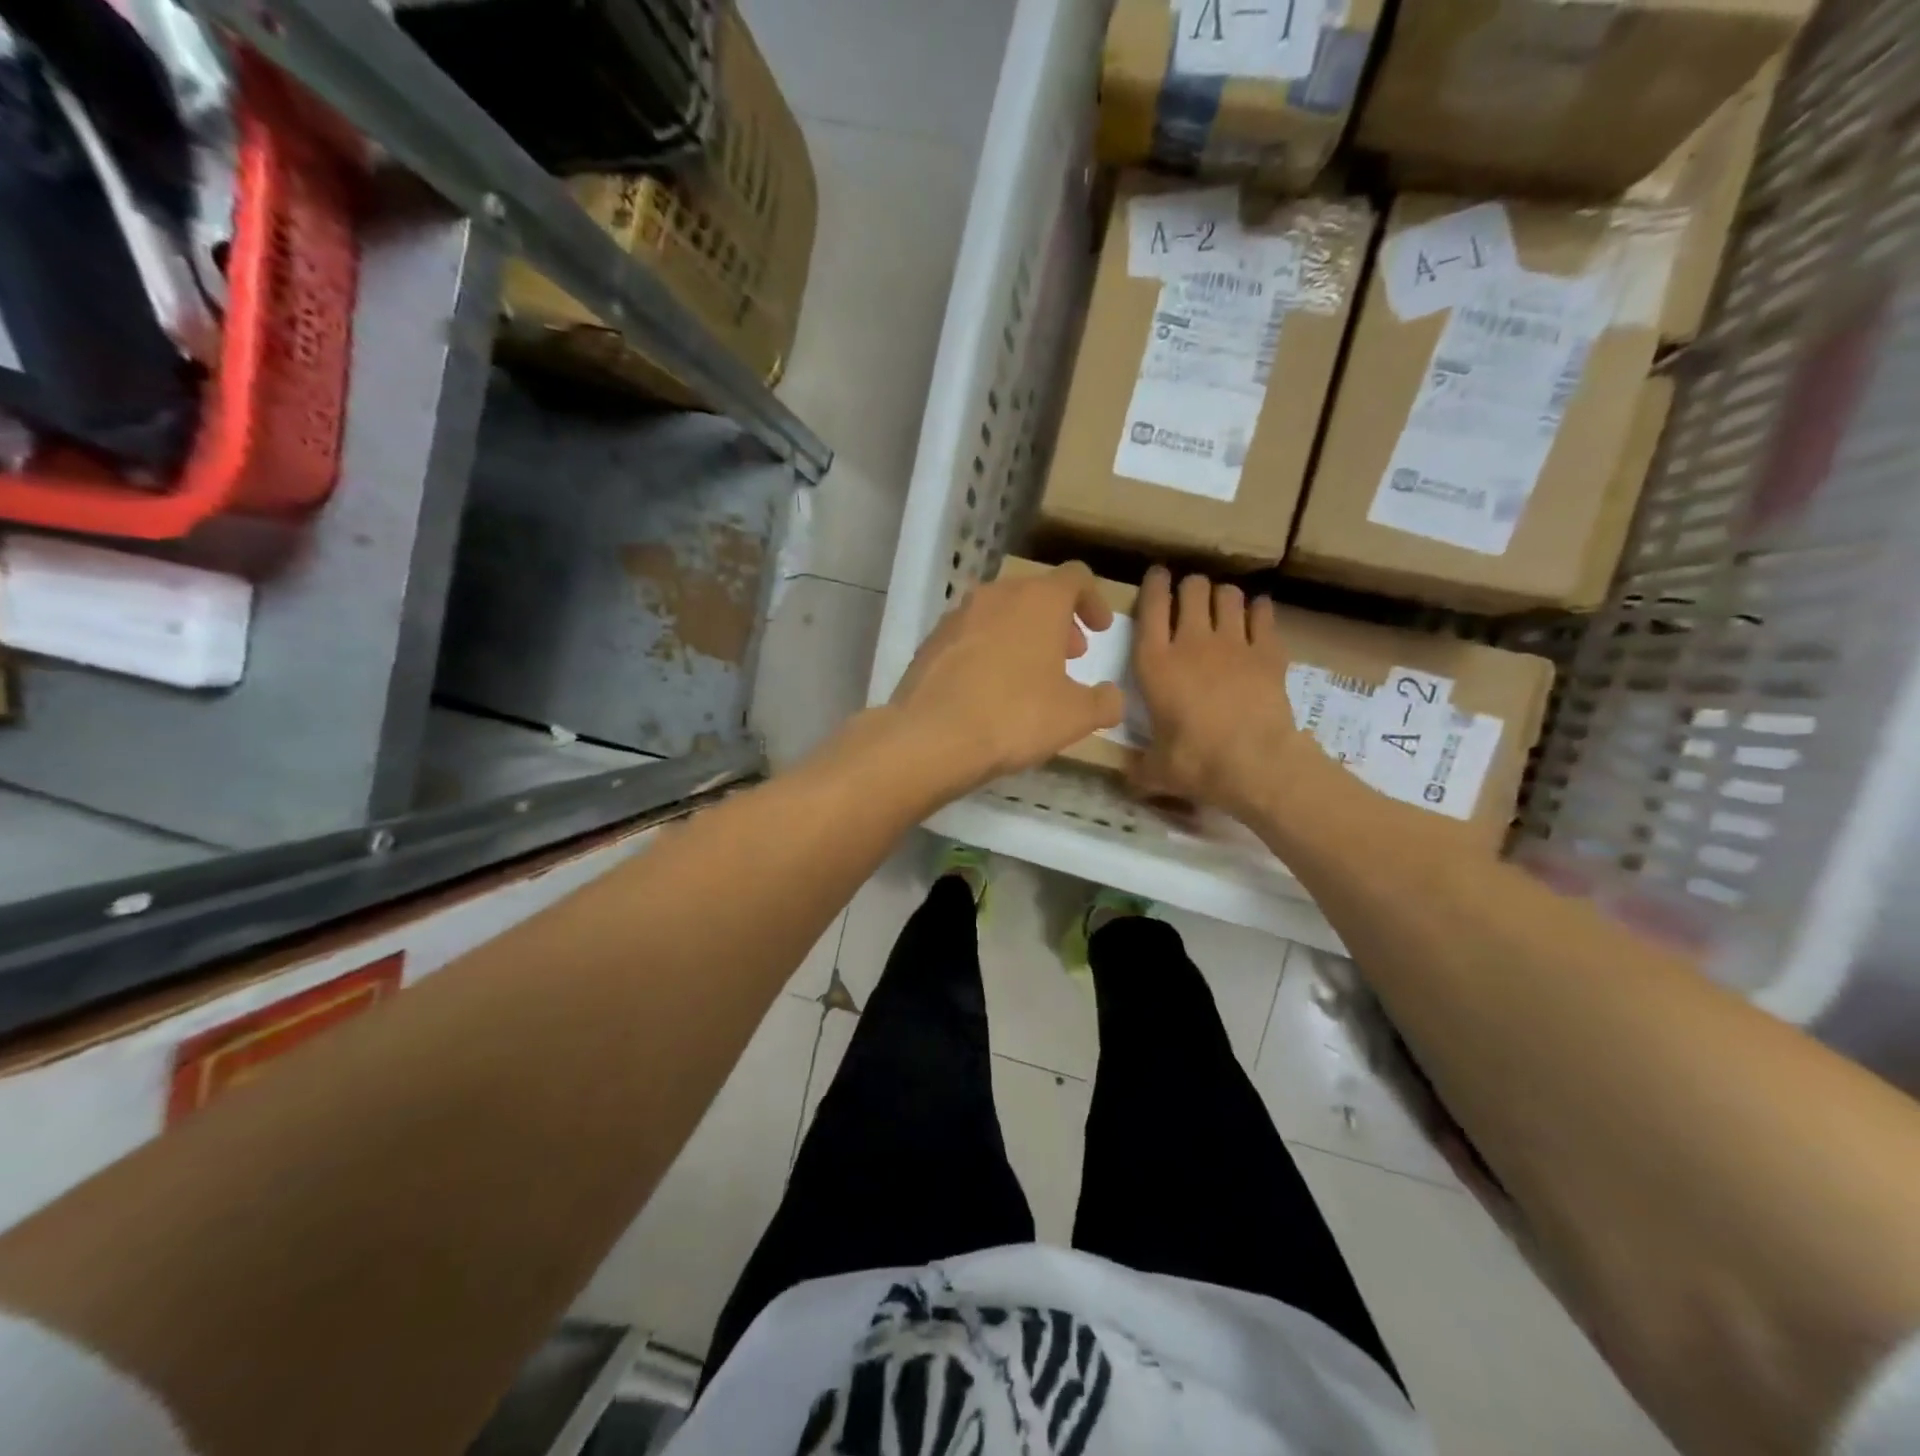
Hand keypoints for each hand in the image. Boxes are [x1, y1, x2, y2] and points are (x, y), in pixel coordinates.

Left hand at [888, 561, 1124, 791]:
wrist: (931, 736)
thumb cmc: (1014, 716)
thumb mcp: (1075, 716)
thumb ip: (1103, 702)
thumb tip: (1111, 697)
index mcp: (1038, 600)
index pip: (1076, 578)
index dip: (1093, 601)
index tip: (1100, 631)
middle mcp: (996, 595)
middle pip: (1035, 594)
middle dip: (1057, 622)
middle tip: (1069, 656)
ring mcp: (957, 616)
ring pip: (1000, 614)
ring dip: (1022, 635)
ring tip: (1030, 675)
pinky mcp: (930, 642)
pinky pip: (970, 637)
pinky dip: (988, 651)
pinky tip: (989, 689)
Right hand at [1130, 566, 1314, 816]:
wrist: (1254, 764)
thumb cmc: (1195, 762)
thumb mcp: (1156, 769)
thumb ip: (1140, 766)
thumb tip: (1129, 776)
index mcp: (1155, 664)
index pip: (1151, 607)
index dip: (1153, 585)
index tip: (1157, 576)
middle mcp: (1191, 643)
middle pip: (1193, 589)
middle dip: (1191, 588)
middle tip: (1191, 599)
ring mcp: (1233, 643)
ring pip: (1228, 595)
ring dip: (1223, 596)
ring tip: (1223, 607)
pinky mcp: (1267, 651)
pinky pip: (1263, 614)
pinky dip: (1259, 611)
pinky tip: (1256, 616)